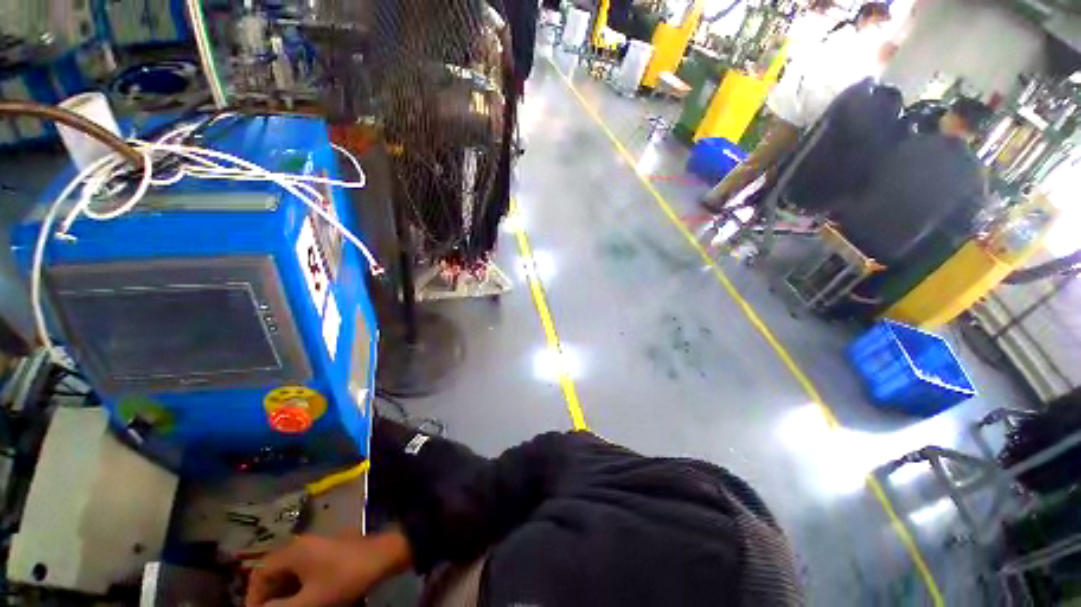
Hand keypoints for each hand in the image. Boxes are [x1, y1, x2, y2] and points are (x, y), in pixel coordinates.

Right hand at [246, 530, 412, 606]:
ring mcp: (316, 547)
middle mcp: (301, 545)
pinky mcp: (328, 552)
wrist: (383, 556)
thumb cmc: (345, 577)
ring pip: (289, 572)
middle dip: (269, 596)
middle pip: (273, 572)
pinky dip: (298, 586)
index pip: (259, 573)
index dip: (253, 597)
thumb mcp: (311, 600)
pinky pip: (303, 570)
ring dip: (284, 593)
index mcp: (293, 551)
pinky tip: (305, 600)